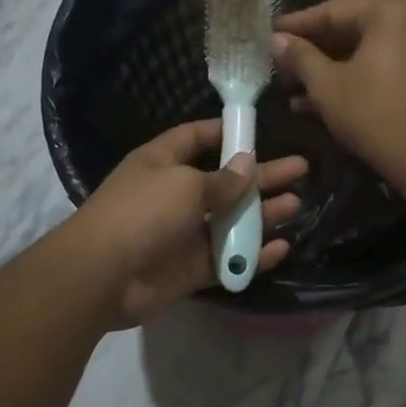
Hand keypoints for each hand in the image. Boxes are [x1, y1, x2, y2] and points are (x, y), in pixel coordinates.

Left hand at [70, 118, 307, 327]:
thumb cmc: (142, 212)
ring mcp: (184, 233)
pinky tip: (282, 248)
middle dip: (262, 176)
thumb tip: (249, 164)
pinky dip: (252, 254)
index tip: (258, 130)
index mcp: (163, 163)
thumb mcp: (185, 185)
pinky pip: (227, 257)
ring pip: (231, 221)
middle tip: (301, 169)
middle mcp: (174, 194)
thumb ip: (223, 179)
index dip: (225, 132)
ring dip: (262, 214)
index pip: (195, 138)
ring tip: (297, 205)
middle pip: (225, 181)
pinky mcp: (191, 268)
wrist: (104, 275)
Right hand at [272, 0, 405, 184]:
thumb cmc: (371, 111)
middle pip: (350, 30)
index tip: (269, 33)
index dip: (297, 24)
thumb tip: (276, 40)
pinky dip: (350, 80)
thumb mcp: (326, 84)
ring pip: (362, 53)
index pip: (333, 10)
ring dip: (326, 70)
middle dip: (311, 51)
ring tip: (289, 88)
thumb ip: (300, 57)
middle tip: (279, 63)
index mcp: (389, 12)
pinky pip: (378, 68)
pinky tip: (314, 103)